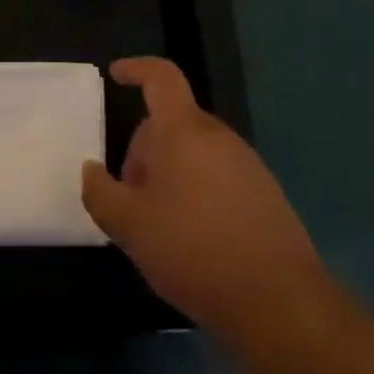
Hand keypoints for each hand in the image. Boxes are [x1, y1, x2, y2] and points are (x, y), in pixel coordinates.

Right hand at [82, 57, 323, 340]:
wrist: (282, 305)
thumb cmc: (196, 251)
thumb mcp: (130, 227)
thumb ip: (100, 193)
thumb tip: (91, 171)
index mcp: (185, 131)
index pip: (161, 77)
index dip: (136, 69)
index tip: (116, 75)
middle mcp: (219, 137)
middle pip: (172, 123)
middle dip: (145, 150)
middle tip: (130, 194)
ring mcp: (248, 166)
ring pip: (195, 152)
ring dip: (170, 173)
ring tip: (160, 223)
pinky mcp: (266, 196)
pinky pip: (219, 176)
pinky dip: (198, 191)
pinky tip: (194, 239)